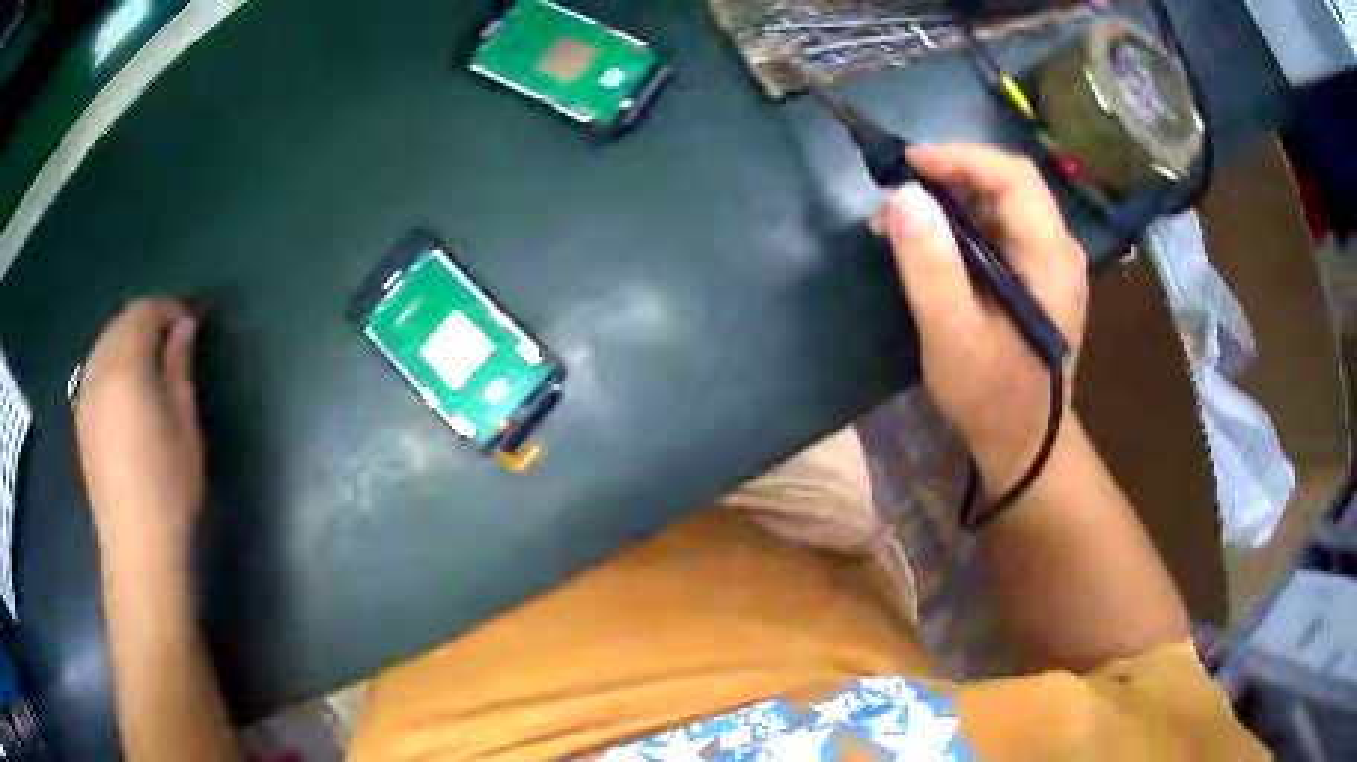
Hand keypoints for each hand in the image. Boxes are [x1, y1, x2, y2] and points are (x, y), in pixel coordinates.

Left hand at [76, 298, 204, 564]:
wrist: (136, 547)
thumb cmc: (169, 487)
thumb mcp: (184, 424)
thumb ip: (179, 368)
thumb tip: (183, 329)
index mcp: (125, 367)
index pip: (143, 313)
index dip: (168, 310)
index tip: (190, 327)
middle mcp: (98, 372)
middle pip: (119, 324)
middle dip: (147, 322)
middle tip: (173, 343)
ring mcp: (85, 396)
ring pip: (104, 345)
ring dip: (128, 342)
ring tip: (152, 365)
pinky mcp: (82, 421)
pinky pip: (95, 370)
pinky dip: (113, 364)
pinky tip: (128, 391)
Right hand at [872, 144, 1088, 492]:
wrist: (1025, 446)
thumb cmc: (992, 397)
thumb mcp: (953, 335)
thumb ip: (930, 264)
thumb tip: (903, 196)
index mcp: (1051, 258)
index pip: (1013, 177)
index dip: (960, 157)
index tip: (907, 164)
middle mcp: (1058, 250)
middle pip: (1007, 184)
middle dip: (950, 176)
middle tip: (897, 192)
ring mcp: (1050, 264)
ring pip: (1001, 205)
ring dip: (951, 199)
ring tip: (902, 219)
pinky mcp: (1036, 278)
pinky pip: (999, 231)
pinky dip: (961, 224)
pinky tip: (929, 242)